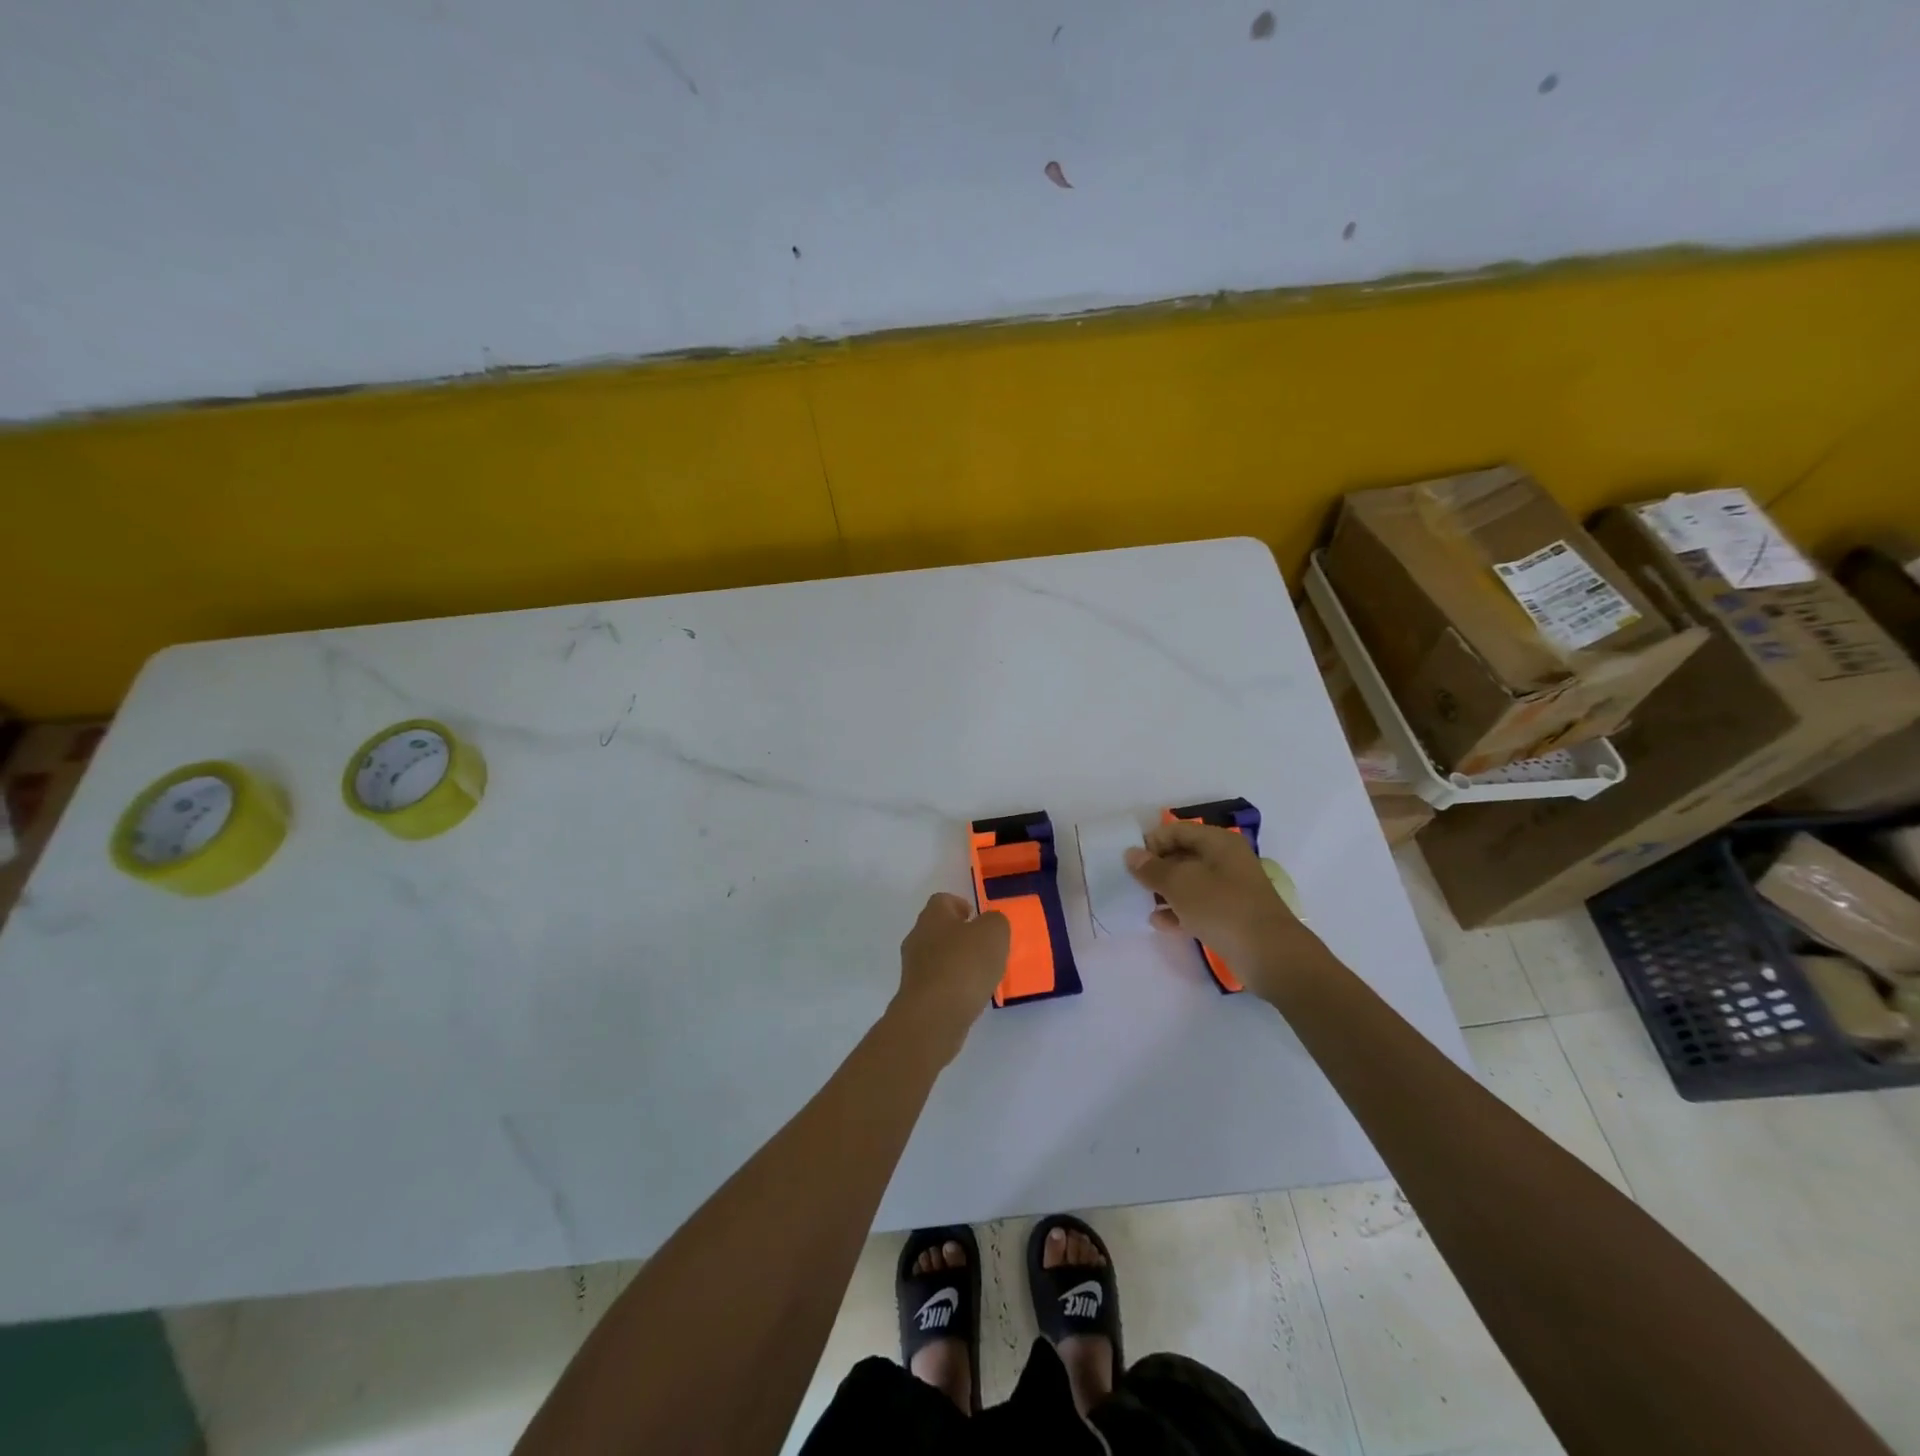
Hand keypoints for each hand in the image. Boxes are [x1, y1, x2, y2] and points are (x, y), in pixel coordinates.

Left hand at [890, 893, 1010, 1063]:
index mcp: (933, 916)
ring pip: (938, 957)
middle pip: (940, 929)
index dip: (962, 905)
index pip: (943, 900)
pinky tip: (970, 996)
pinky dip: (954, 986)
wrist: (934, 1016)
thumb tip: (990, 924)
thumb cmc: (964, 965)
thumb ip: (995, 922)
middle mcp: (918, 937)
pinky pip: (938, 983)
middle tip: (986, 948)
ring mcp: (914, 968)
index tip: (979, 919)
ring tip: (982, 975)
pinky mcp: (916, 996)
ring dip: (958, 963)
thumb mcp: (994, 933)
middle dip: (962, 936)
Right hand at [1125, 822, 1315, 998]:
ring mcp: (1231, 889)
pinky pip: (1199, 906)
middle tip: (1133, 884)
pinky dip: (1179, 911)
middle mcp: (1226, 860)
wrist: (1271, 956)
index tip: (1131, 863)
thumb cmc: (1223, 908)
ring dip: (1166, 891)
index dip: (1152, 842)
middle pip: (1183, 855)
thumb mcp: (1180, 884)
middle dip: (1157, 868)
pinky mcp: (1231, 915)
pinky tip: (1160, 923)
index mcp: (1219, 843)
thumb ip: (1152, 869)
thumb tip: (1131, 854)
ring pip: (1190, 882)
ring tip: (1143, 903)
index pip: (1177, 831)